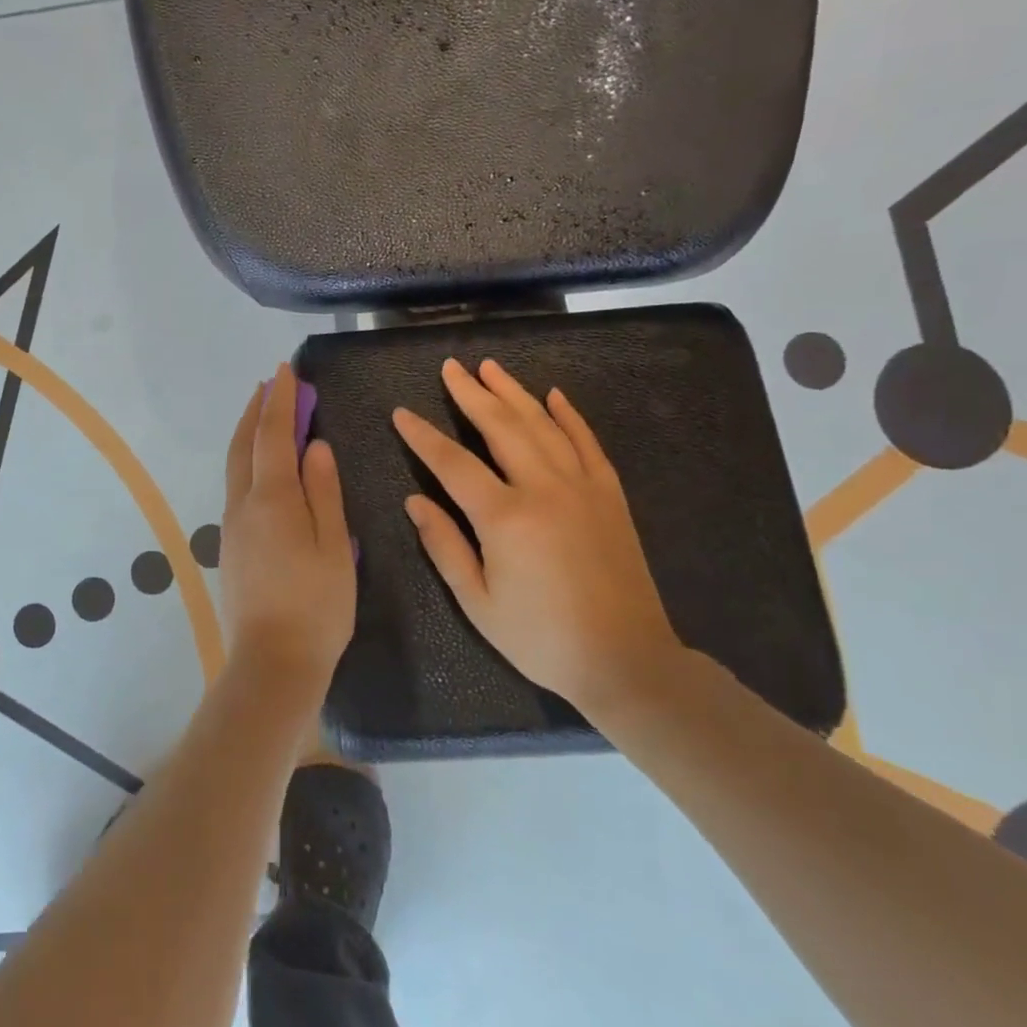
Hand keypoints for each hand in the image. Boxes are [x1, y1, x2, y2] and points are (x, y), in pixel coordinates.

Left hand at [220, 363, 356, 685]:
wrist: (272, 663)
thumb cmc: (316, 606)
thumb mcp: (334, 546)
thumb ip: (323, 492)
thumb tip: (314, 446)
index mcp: (272, 500)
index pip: (273, 434)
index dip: (280, 400)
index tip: (285, 370)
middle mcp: (243, 505)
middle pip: (244, 445)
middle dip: (256, 410)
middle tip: (271, 386)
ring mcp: (232, 527)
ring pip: (236, 466)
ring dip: (249, 434)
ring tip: (266, 416)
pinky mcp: (231, 547)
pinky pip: (237, 488)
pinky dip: (248, 462)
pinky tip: (264, 468)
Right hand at [392, 358, 681, 711]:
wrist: (626, 659)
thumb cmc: (541, 637)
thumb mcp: (477, 602)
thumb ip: (444, 546)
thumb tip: (414, 502)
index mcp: (504, 517)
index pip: (452, 463)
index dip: (422, 436)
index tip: (401, 413)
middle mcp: (543, 488)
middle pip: (500, 427)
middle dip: (471, 394)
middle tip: (450, 367)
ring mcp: (582, 486)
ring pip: (542, 425)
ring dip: (514, 393)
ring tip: (490, 367)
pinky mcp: (609, 495)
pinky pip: (587, 442)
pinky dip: (569, 416)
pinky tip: (554, 396)